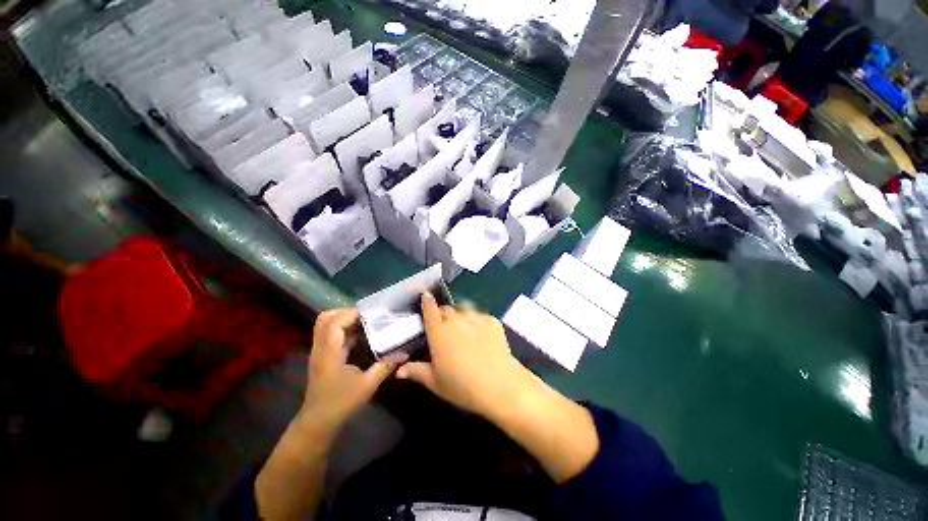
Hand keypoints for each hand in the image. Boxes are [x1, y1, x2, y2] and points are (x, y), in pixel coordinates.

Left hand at [301, 309, 404, 437]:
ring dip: (344, 319)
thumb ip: (385, 366)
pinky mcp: (322, 356)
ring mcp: (319, 351)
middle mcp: (321, 348)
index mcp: (329, 352)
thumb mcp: (367, 385)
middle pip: (325, 318)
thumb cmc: (341, 403)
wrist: (318, 422)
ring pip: (325, 325)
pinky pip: (329, 334)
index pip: (334, 322)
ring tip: (365, 322)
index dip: (351, 313)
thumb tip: (405, 354)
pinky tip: (360, 335)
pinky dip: (343, 329)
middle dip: (345, 312)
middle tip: (366, 316)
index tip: (370, 314)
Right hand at [396, 293, 530, 419]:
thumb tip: (399, 370)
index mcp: (439, 332)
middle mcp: (456, 320)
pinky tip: (481, 335)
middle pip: (447, 309)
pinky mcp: (492, 321)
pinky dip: (477, 321)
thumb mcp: (435, 382)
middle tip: (445, 328)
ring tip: (463, 328)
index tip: (425, 296)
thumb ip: (416, 372)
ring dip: (460, 315)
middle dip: (443, 314)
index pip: (430, 309)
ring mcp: (476, 318)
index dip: (427, 301)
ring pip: (464, 309)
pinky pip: (480, 316)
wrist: (499, 385)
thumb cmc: (462, 386)